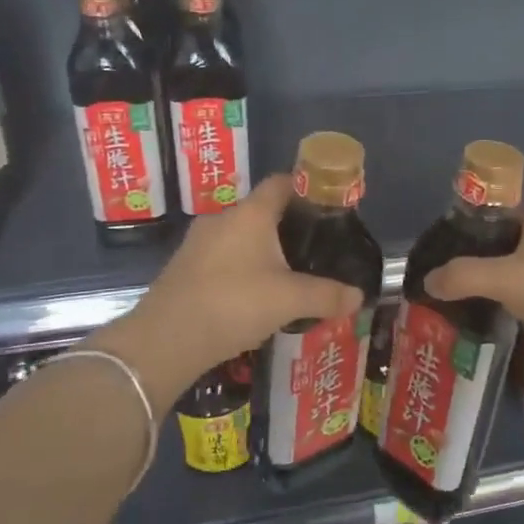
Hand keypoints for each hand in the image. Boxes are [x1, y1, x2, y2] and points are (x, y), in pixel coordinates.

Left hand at [94, 176, 362, 412]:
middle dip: (288, 227)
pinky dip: (241, 269)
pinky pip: (222, 258)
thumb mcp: (289, 301)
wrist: (165, 340)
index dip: (306, 188)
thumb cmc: (234, 304)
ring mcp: (198, 243)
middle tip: (314, 248)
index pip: (281, 183)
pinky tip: (253, 296)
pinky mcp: (184, 268)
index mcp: (250, 214)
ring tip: (287, 276)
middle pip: (261, 211)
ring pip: (240, 237)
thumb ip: (327, 296)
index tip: (327, 206)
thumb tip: (359, 296)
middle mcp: (222, 219)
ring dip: (262, 251)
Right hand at [425, 211, 523, 356]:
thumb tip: (428, 280)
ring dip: (506, 286)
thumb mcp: (503, 279)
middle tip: (455, 286)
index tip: (446, 257)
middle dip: (485, 264)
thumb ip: (462, 276)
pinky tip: (508, 320)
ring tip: (475, 305)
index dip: (471, 235)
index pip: (499, 218)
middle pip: (512, 246)